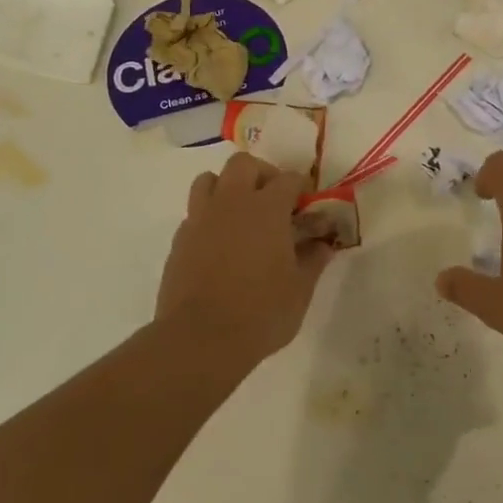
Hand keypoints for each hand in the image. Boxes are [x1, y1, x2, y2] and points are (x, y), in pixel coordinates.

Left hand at [156, 152, 334, 364]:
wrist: (200, 338)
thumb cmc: (261, 312)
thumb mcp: (300, 289)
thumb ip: (313, 261)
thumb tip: (323, 245)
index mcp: (266, 209)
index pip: (288, 179)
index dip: (300, 188)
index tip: (306, 206)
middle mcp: (231, 203)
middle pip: (243, 164)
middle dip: (261, 174)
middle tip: (273, 202)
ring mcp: (200, 219)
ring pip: (209, 180)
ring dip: (227, 188)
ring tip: (240, 215)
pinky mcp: (179, 240)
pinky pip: (194, 213)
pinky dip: (209, 218)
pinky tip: (220, 245)